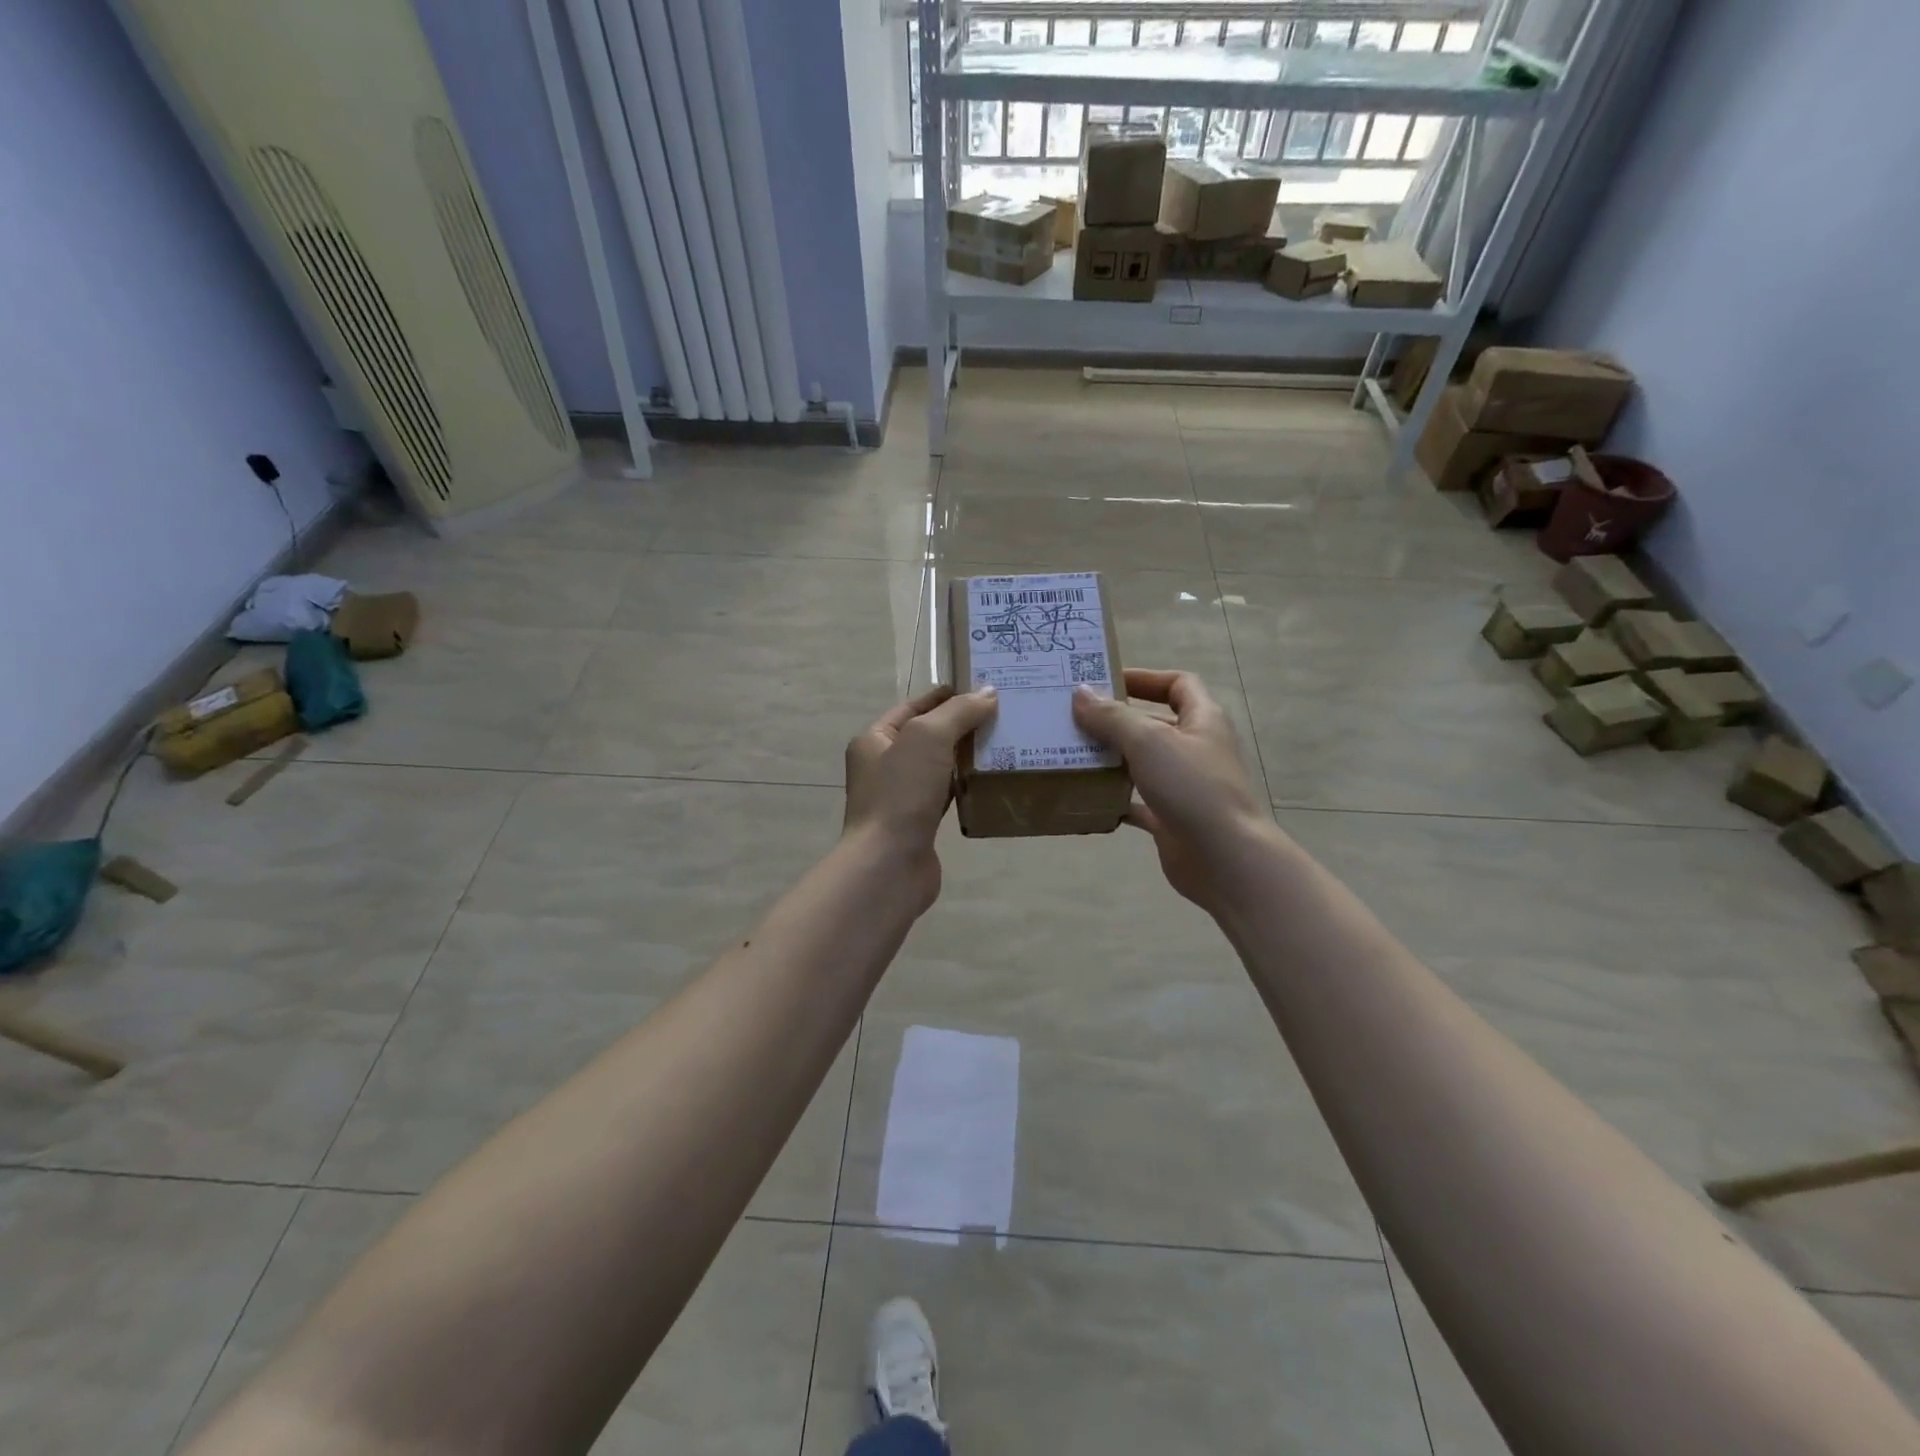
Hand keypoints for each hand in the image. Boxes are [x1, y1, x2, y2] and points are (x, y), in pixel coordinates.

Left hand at [843, 685, 998, 899]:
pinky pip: (947, 795)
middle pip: (928, 736)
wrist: (889, 865)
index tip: (983, 688)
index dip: (946, 696)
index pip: (913, 707)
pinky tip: (991, 781)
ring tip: (1005, 744)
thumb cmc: (901, 793)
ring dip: (967, 757)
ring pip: (939, 767)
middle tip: (1003, 715)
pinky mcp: (919, 824)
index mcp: (874, 740)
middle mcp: (883, 766)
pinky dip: (967, 786)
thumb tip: (988, 693)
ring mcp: (901, 797)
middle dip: (961, 725)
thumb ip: (958, 712)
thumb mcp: (928, 738)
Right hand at [1072, 670, 1274, 914]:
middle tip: (1075, 718)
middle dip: (1117, 720)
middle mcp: (1196, 749)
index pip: (1178, 684)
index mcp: (1202, 720)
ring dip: (1111, 759)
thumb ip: (1112, 716)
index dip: (1145, 678)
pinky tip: (1085, 797)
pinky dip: (1113, 799)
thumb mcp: (1148, 741)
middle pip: (1154, 723)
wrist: (1225, 858)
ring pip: (1143, 764)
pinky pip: (1137, 802)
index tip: (1105, 681)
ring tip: (1072, 753)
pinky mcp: (1172, 819)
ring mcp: (1185, 786)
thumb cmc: (1192, 787)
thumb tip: (1080, 692)